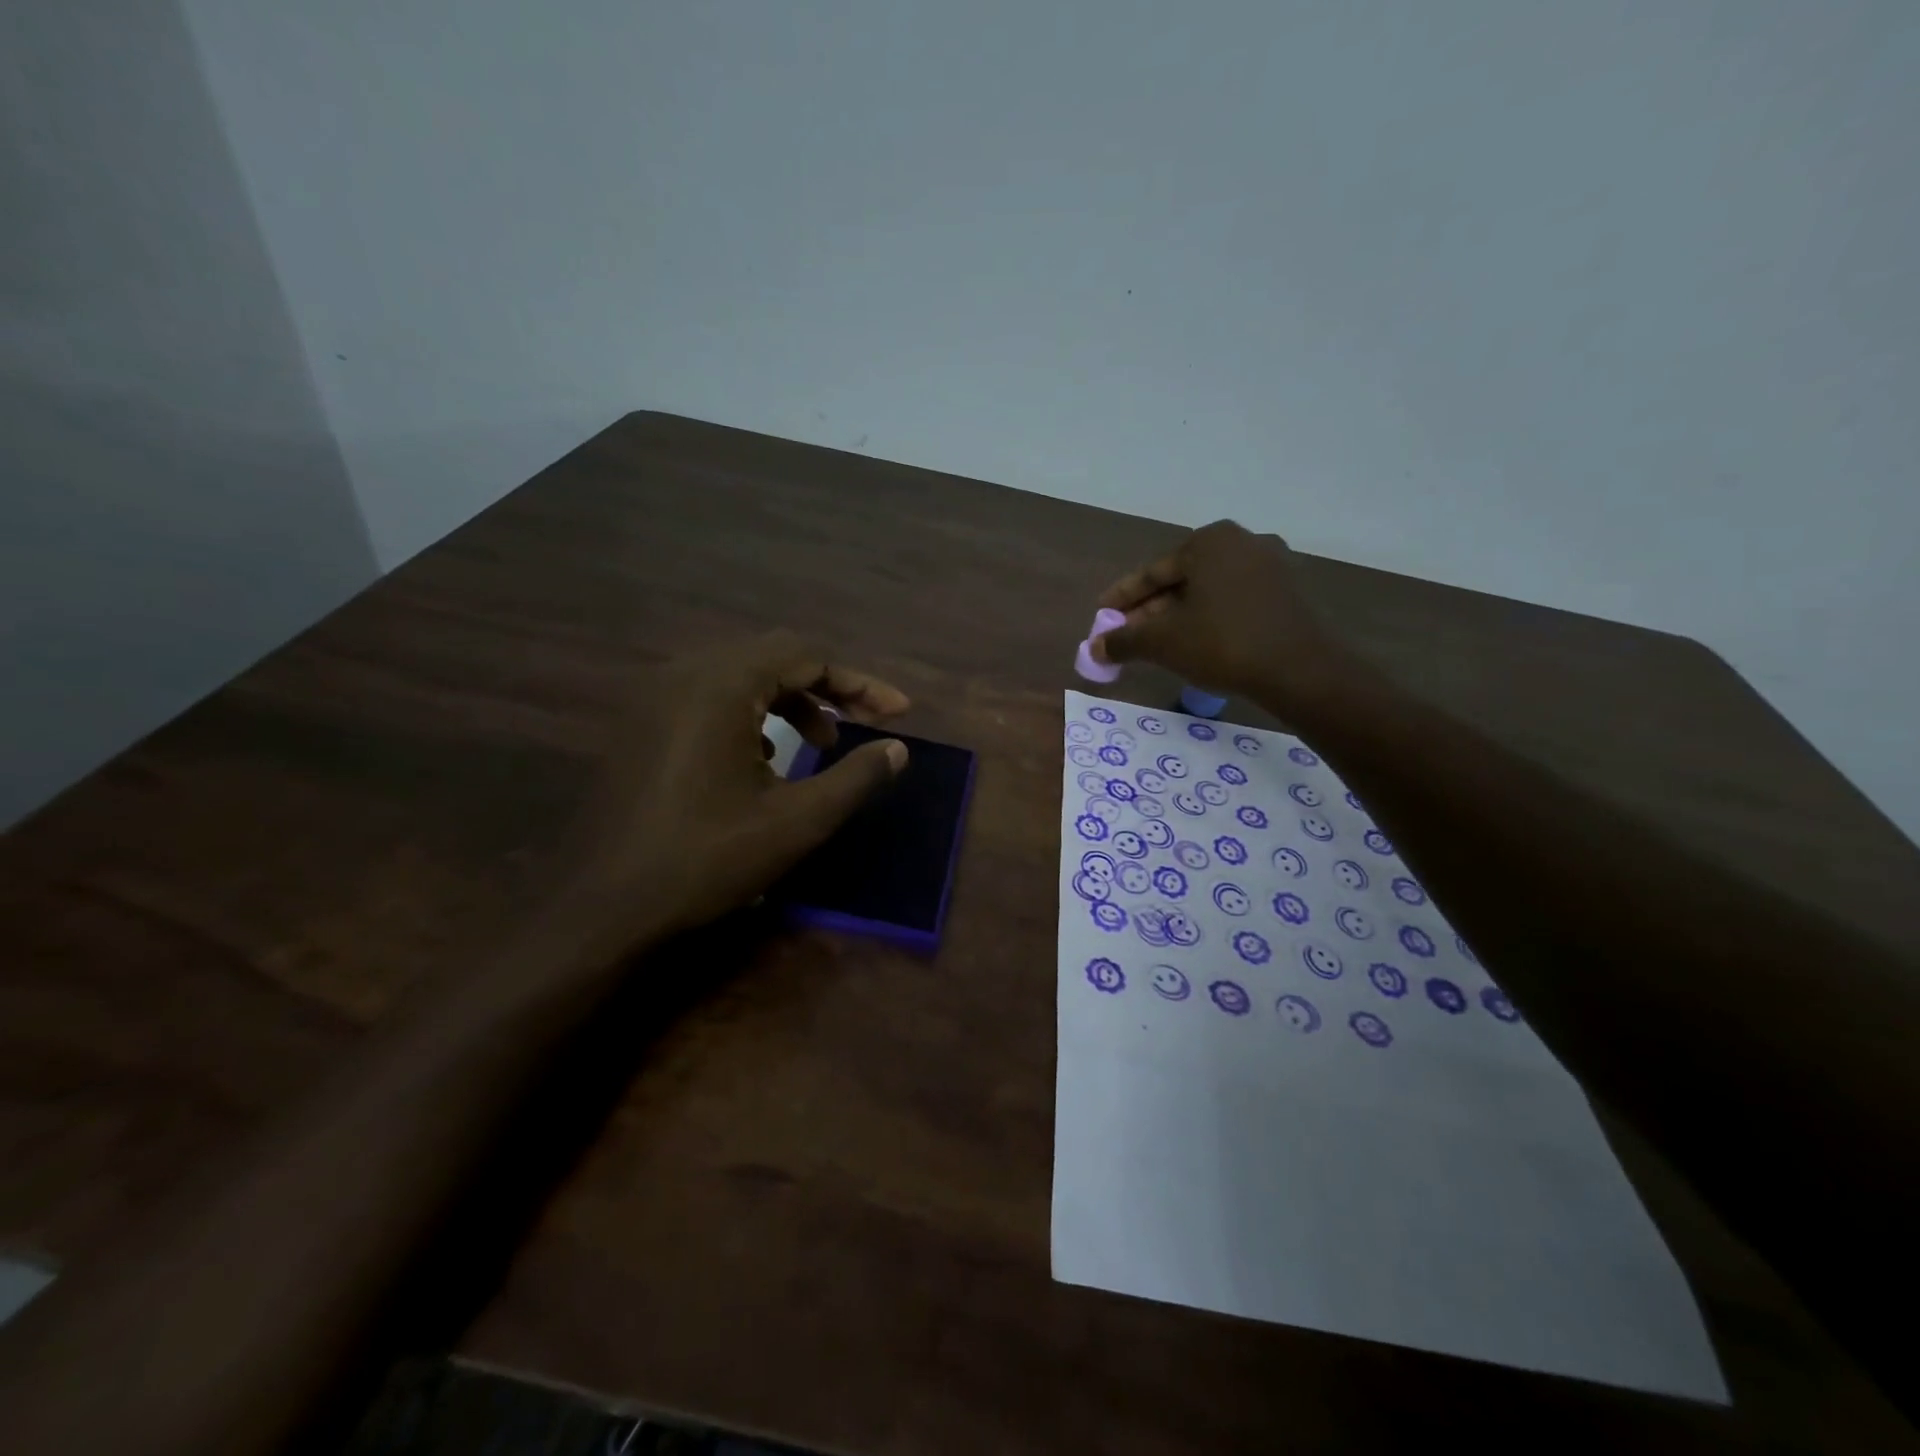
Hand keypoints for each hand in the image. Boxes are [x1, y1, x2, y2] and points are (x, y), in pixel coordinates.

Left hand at [567, 631, 910, 939]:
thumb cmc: (706, 859)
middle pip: (774, 657)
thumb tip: (898, 749)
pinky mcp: (640, 723)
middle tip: (862, 725)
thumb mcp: (797, 821)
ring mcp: (654, 697)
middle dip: (827, 688)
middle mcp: (684, 674)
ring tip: (819, 745)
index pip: (807, 657)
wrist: (603, 907)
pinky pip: (709, 696)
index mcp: (721, 685)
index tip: (899, 713)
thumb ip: (856, 778)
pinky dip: (750, 713)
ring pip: (740, 675)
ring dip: (789, 701)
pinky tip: (763, 757)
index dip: (860, 683)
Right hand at [1092, 520, 1359, 717]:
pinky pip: (1233, 601)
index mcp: (1209, 541)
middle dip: (1150, 609)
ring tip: (1156, 644)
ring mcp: (1271, 566)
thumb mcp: (1162, 642)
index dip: (1122, 598)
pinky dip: (1209, 619)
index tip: (1101, 615)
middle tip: (1126, 635)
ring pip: (1208, 592)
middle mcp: (1242, 542)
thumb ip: (1123, 641)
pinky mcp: (1288, 592)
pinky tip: (1195, 643)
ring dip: (1178, 617)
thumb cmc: (1222, 643)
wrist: (1299, 670)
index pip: (1153, 572)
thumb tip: (1094, 648)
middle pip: (1181, 580)